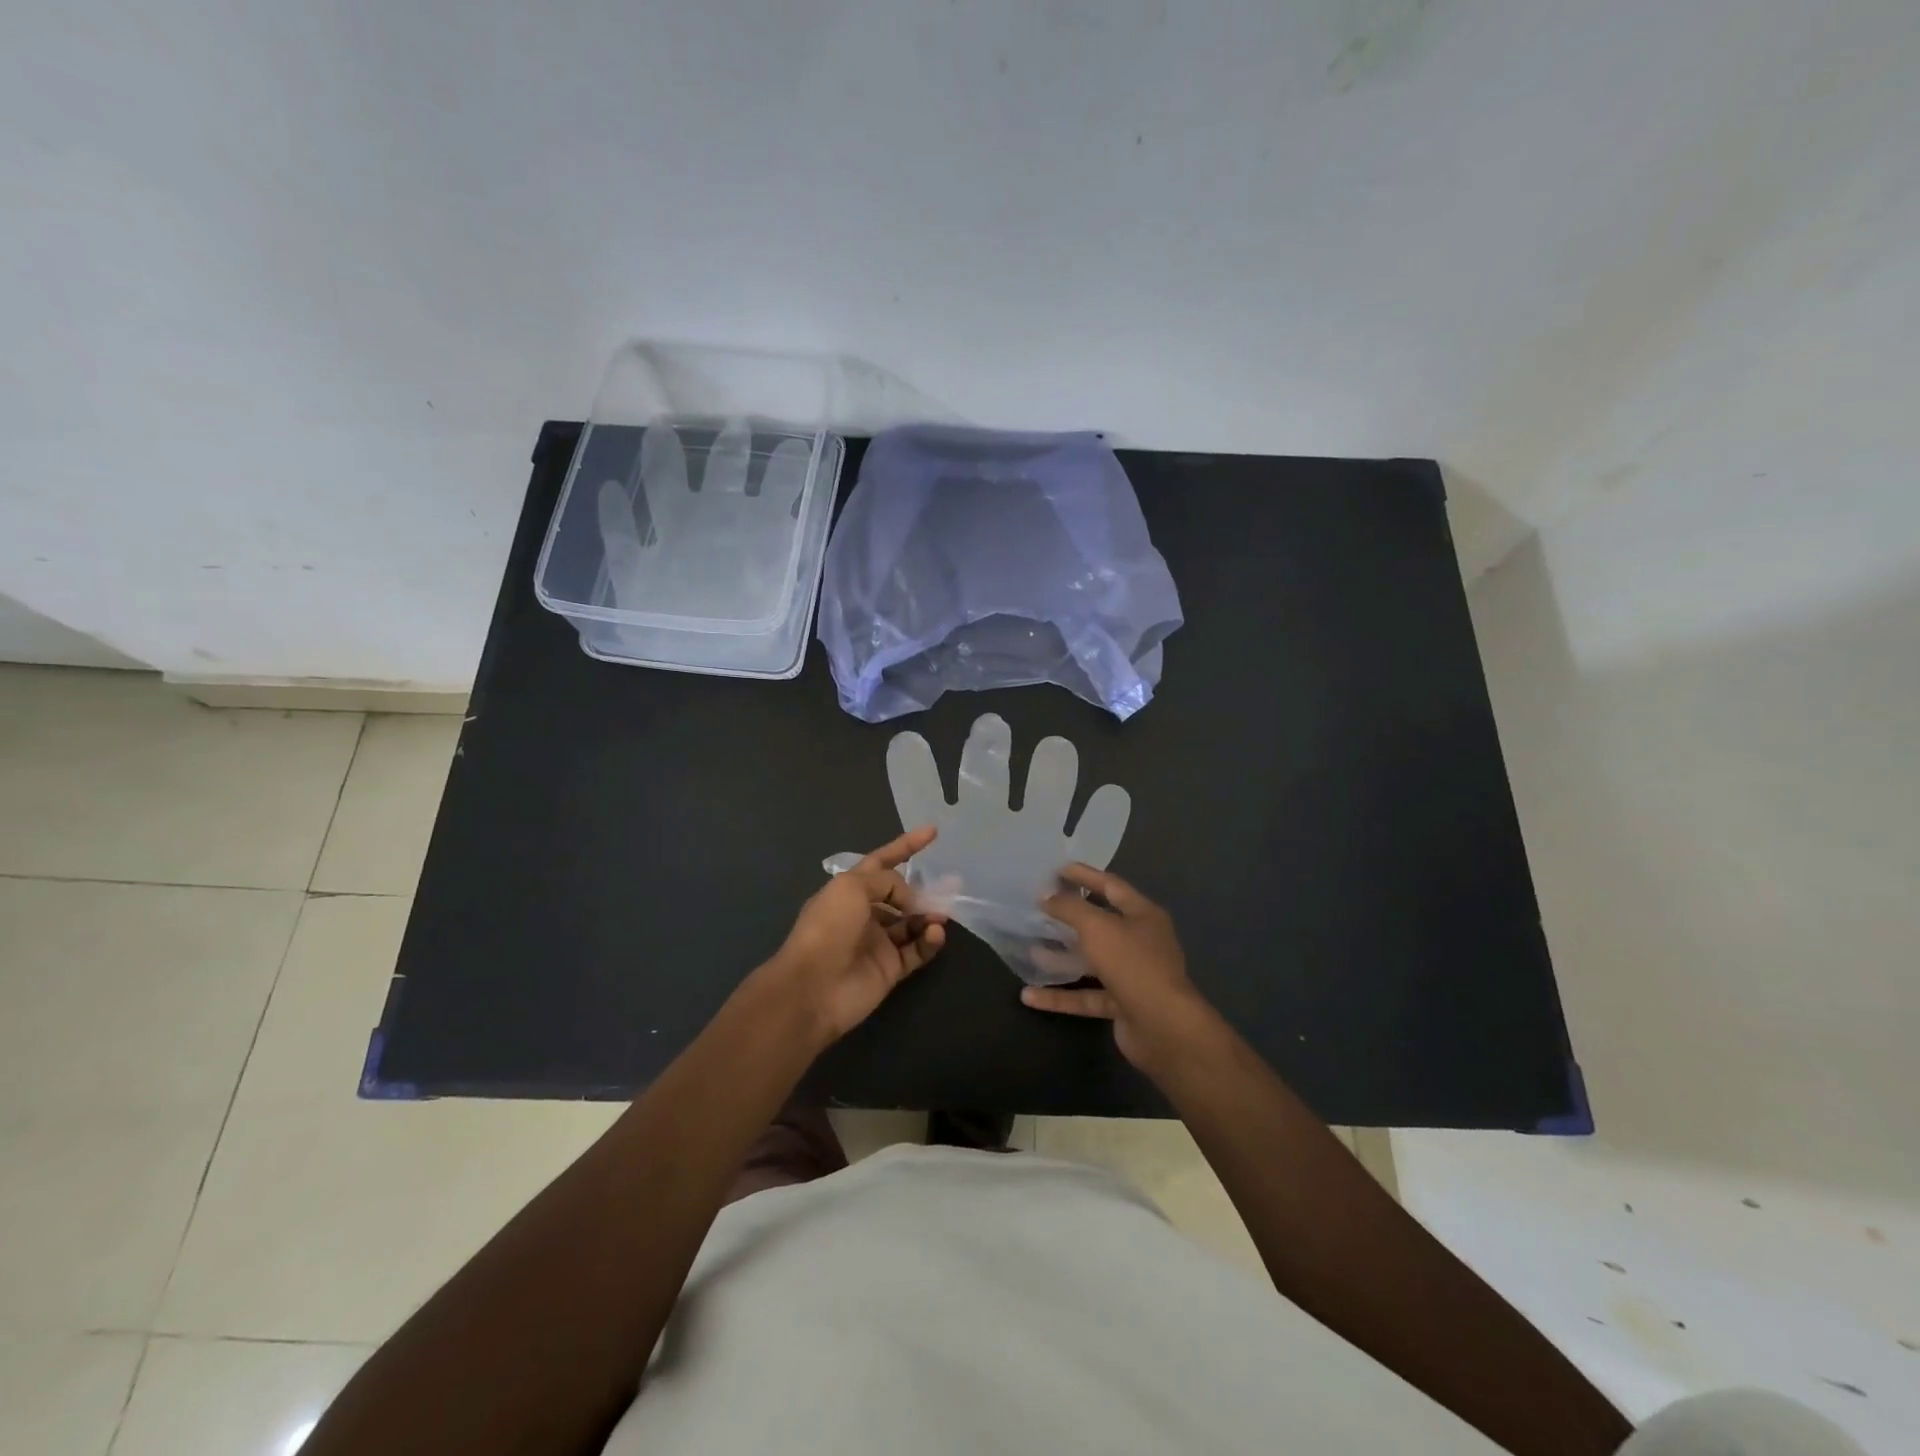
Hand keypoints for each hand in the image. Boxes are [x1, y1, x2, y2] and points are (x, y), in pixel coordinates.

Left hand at [771, 826, 947, 1043]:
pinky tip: (935, 934)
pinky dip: (929, 941)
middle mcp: (863, 914)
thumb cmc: (828, 928)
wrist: (813, 988)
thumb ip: (887, 881)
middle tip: (950, 886)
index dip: (905, 846)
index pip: (881, 862)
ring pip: (912, 923)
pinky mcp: (890, 969)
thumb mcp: (852, 887)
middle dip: (923, 891)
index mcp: (848, 890)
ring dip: (928, 916)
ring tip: (940, 916)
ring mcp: (877, 942)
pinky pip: (917, 950)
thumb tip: (909, 899)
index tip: (932, 832)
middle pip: (900, 896)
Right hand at [1020, 864, 1218, 1074]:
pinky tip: (1029, 996)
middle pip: (1100, 924)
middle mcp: (1141, 942)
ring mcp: (1132, 976)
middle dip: (1069, 917)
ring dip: (1061, 957)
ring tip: (1029, 949)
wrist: (1164, 1028)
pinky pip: (1086, 996)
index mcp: (1143, 915)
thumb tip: (1047, 897)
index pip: (1111, 886)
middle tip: (1039, 908)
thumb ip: (1069, 908)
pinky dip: (1060, 996)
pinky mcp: (1122, 1005)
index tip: (1056, 870)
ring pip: (1091, 962)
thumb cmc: (1132, 964)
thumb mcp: (1097, 927)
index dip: (1084, 876)